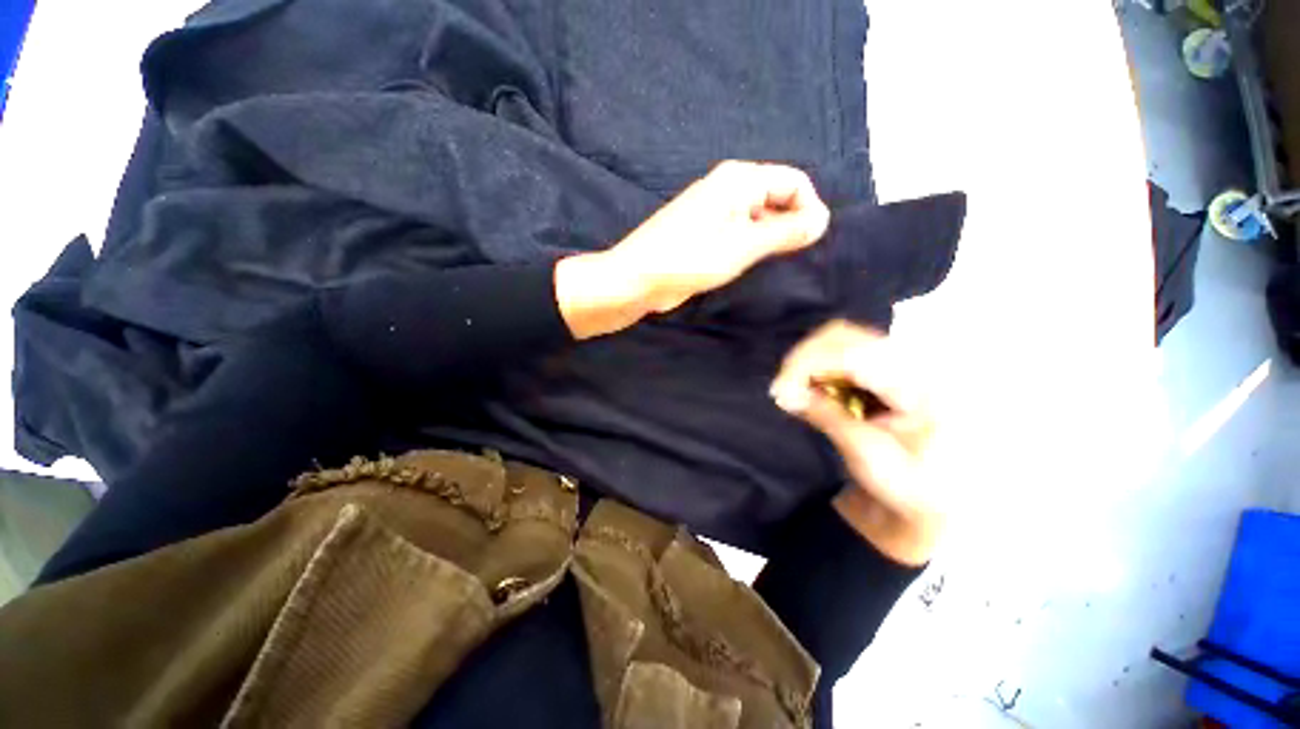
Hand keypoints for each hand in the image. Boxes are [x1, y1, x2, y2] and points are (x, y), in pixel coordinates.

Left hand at [555, 161, 829, 338]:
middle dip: (790, 225)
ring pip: (758, 218)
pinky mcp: (704, 232)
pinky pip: (739, 232)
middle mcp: (728, 188)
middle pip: (776, 198)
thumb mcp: (742, 247)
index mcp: (738, 180)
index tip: (812, 243)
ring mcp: (714, 211)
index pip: (793, 182)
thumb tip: (822, 221)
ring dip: (770, 239)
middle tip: (791, 259)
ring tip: (771, 265)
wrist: (637, 279)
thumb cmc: (689, 259)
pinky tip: (750, 266)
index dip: (809, 209)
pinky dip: (751, 246)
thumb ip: (784, 232)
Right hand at [770, 320, 942, 565]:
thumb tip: (784, 393)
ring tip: (794, 391)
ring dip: (809, 363)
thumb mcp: (868, 454)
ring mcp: (899, 361)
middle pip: (843, 336)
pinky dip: (819, 368)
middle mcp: (911, 360)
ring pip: (839, 340)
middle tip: (783, 391)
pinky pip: (842, 353)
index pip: (851, 353)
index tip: (780, 391)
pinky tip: (812, 389)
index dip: (807, 364)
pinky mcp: (886, 368)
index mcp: (917, 383)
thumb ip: (826, 416)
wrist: (939, 500)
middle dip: (804, 360)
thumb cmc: (912, 485)